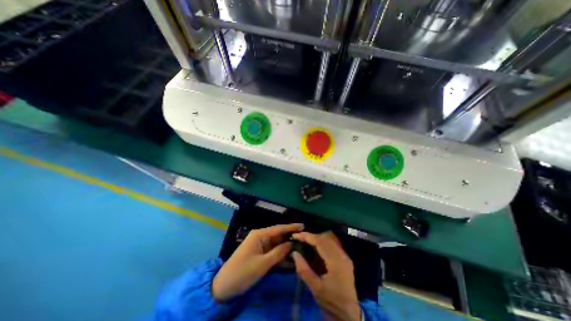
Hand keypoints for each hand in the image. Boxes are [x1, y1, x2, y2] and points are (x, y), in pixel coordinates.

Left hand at [213, 224, 302, 300]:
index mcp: (260, 234)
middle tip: (304, 239)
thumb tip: (292, 243)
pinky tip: (290, 259)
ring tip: (301, 248)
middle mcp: (260, 237)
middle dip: (290, 238)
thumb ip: (279, 252)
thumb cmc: (243, 272)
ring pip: (276, 244)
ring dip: (286, 247)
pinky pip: (272, 252)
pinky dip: (280, 255)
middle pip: (278, 235)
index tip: (303, 226)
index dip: (291, 227)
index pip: (278, 228)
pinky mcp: (259, 253)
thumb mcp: (263, 263)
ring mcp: (260, 245)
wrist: (224, 287)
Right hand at [292, 232, 357, 320]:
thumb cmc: (331, 302)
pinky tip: (315, 245)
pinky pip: (332, 243)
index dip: (307, 236)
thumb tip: (294, 252)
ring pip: (329, 238)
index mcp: (336, 262)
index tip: (296, 235)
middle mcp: (342, 255)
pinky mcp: (345, 258)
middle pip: (325, 237)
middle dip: (311, 235)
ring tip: (305, 240)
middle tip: (299, 237)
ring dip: (316, 237)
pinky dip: (322, 241)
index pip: (320, 242)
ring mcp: (345, 256)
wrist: (348, 315)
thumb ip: (303, 269)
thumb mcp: (315, 288)